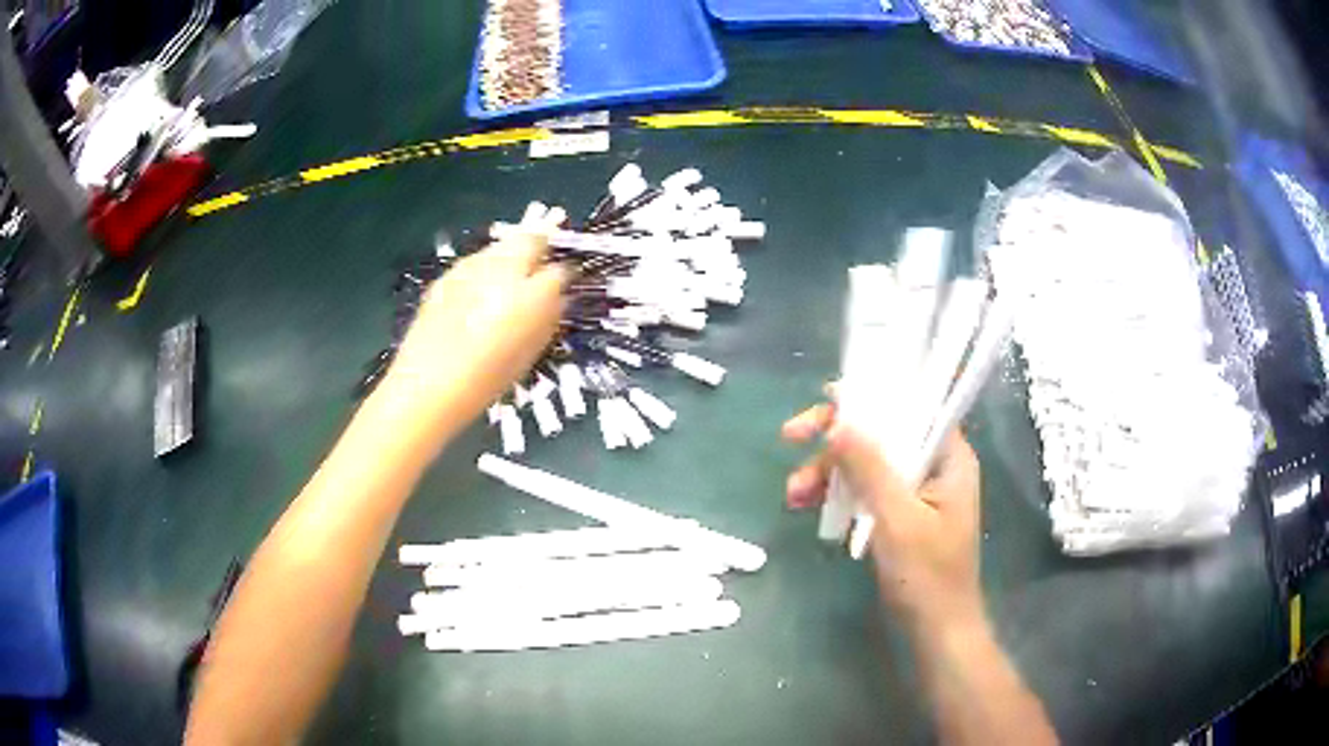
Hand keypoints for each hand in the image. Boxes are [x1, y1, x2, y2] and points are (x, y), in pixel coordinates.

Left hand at [380, 208, 568, 440]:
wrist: (427, 386)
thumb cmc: (485, 381)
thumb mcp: (528, 355)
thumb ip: (546, 320)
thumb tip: (557, 300)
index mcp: (531, 296)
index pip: (559, 271)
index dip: (563, 279)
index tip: (561, 288)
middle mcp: (503, 271)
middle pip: (530, 240)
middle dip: (538, 248)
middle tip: (537, 269)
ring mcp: (471, 269)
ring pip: (500, 247)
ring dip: (509, 257)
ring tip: (506, 282)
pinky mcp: (447, 275)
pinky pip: (474, 262)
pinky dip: (482, 270)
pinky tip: (476, 294)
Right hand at [782, 398, 983, 629]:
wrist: (936, 633)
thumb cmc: (927, 577)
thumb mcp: (897, 519)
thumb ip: (870, 468)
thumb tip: (837, 419)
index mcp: (949, 456)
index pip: (911, 405)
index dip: (868, 396)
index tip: (823, 402)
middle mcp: (934, 465)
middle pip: (882, 432)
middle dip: (835, 441)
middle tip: (790, 440)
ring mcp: (916, 492)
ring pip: (867, 463)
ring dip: (829, 472)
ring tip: (793, 496)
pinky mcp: (900, 515)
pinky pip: (866, 490)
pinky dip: (838, 495)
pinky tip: (810, 508)